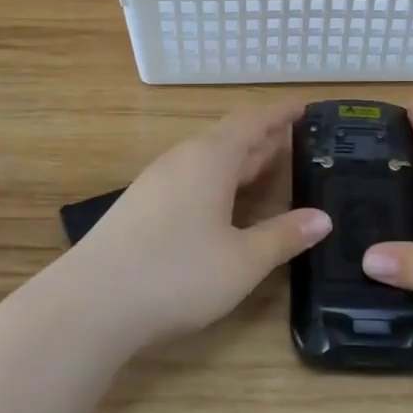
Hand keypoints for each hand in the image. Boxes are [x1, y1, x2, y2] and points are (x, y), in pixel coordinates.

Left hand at [75, 102, 330, 347]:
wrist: (90, 304)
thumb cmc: (176, 274)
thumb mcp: (242, 261)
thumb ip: (283, 236)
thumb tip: (323, 219)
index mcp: (210, 159)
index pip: (253, 123)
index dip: (280, 114)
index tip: (304, 107)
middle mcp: (183, 159)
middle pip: (230, 137)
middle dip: (263, 137)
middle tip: (295, 140)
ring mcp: (157, 181)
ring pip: (208, 158)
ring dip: (239, 160)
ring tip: (266, 167)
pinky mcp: (141, 205)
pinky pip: (191, 176)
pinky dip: (218, 179)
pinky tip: (223, 202)